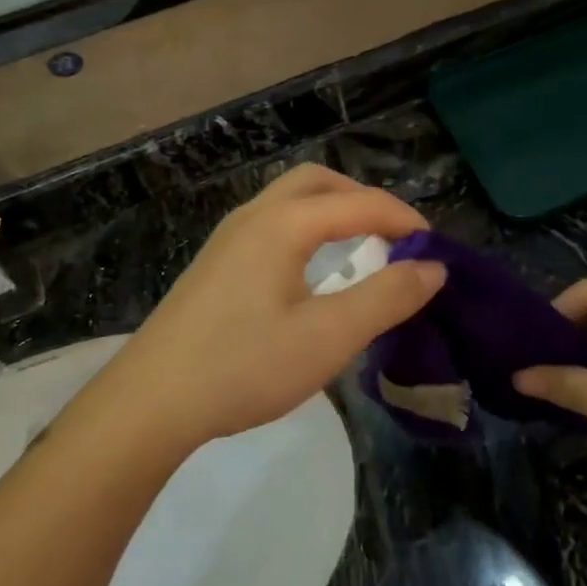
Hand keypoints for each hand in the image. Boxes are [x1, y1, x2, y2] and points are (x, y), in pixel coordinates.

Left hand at [90, 165, 445, 455]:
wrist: (151, 402)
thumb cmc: (244, 366)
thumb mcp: (328, 337)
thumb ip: (386, 298)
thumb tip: (433, 268)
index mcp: (282, 224)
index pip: (359, 203)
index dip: (404, 220)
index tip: (435, 251)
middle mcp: (253, 217)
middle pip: (318, 183)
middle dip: (364, 200)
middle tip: (394, 238)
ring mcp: (227, 239)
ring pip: (289, 202)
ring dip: (333, 213)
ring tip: (360, 252)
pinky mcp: (215, 265)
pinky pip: (272, 226)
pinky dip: (307, 231)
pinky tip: (312, 275)